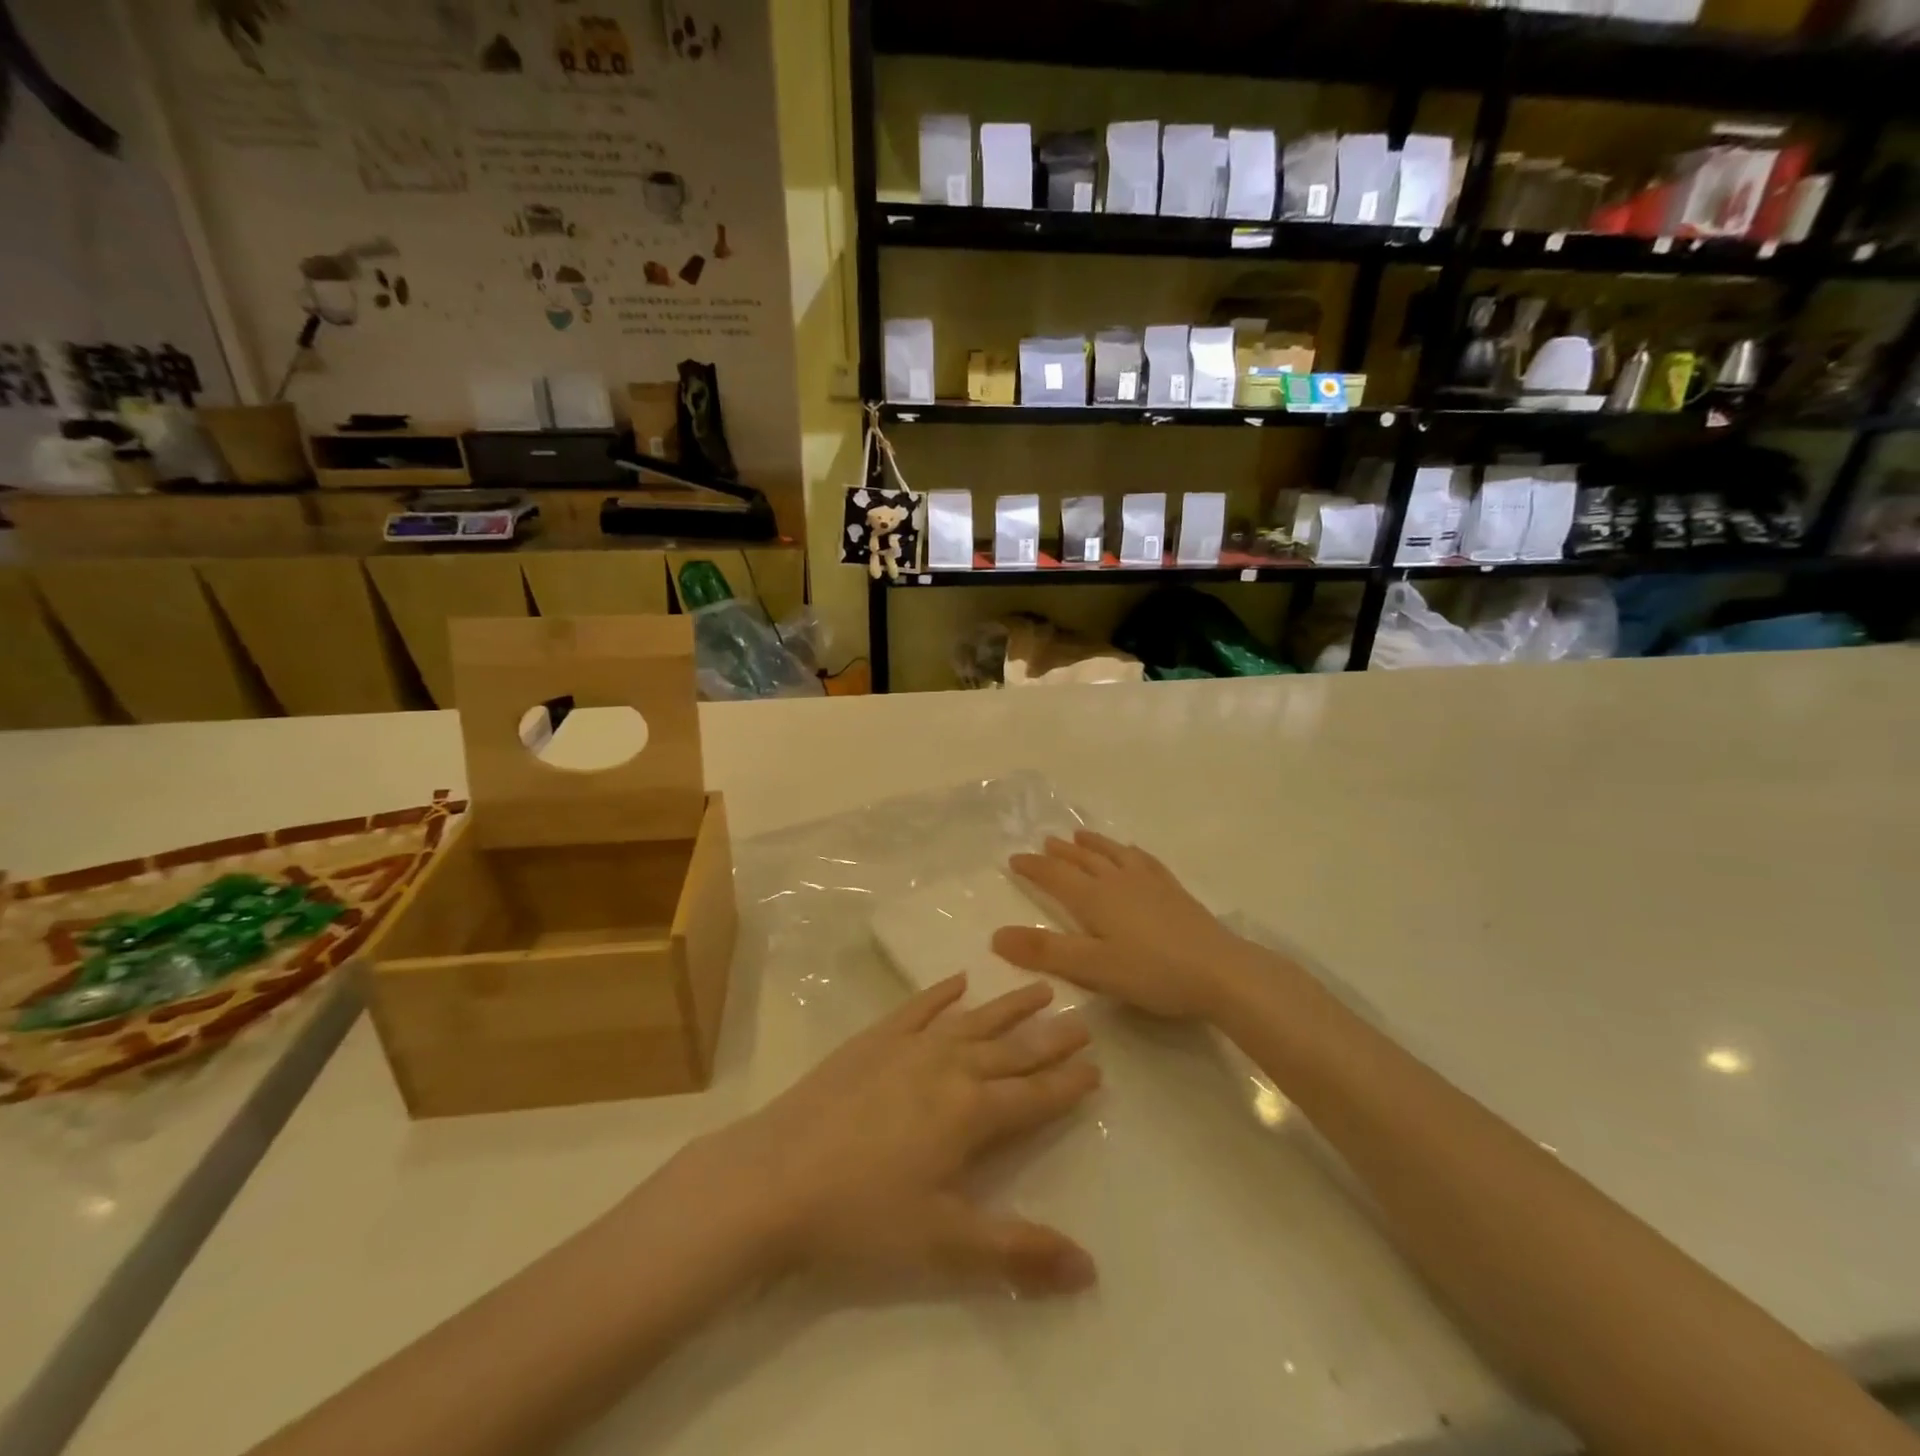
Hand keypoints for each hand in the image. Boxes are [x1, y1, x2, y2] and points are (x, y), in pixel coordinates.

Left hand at [694, 976, 1100, 1296]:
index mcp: (970, 1114)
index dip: (1068, 1083)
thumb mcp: (944, 1245)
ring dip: (1007, 1006)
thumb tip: (1091, 1269)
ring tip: (1040, 988)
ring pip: (972, 1021)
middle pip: (1011, 1050)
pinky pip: (917, 1008)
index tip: (1097, 1066)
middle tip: (1082, 1018)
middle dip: (1050, 1037)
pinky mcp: (872, 1040)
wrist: (773, 1178)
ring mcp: (908, 1047)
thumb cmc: (861, 1218)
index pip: (1034, 1095)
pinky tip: (957, 980)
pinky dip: (940, 993)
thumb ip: (1018, 1252)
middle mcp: (948, 1068)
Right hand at [992, 830, 1254, 1019]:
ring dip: (1093, 845)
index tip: (1014, 858)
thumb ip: (1045, 952)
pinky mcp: (1173, 890)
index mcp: (1095, 898)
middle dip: (1060, 852)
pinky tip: (1132, 852)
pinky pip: (1144, 860)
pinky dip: (1129, 852)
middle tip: (1045, 842)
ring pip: (1113, 854)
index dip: (1033, 867)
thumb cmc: (1152, 972)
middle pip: (1083, 860)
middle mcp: (1118, 881)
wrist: (1220, 971)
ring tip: (1080, 836)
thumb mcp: (1093, 968)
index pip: (1055, 876)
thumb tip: (996, 935)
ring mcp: (1149, 882)